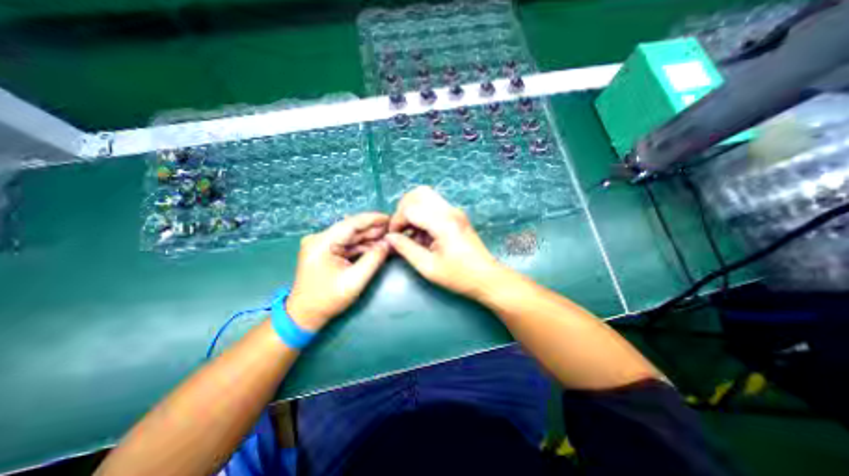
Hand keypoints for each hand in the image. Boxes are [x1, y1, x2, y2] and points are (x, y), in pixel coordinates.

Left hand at [287, 212, 388, 331]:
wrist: (305, 315)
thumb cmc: (328, 299)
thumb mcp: (355, 280)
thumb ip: (373, 259)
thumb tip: (388, 243)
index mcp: (322, 242)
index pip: (351, 224)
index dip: (372, 219)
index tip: (390, 218)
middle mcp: (320, 239)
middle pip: (352, 229)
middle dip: (373, 229)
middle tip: (394, 229)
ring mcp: (322, 245)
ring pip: (351, 237)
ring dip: (370, 238)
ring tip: (389, 237)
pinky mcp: (326, 252)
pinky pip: (348, 245)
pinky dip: (363, 246)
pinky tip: (377, 246)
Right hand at [386, 185, 502, 297]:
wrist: (487, 277)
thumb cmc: (458, 276)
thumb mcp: (428, 267)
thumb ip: (406, 249)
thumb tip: (390, 237)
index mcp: (443, 222)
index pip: (410, 208)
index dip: (397, 221)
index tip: (393, 236)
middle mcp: (449, 210)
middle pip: (419, 193)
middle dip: (403, 209)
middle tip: (401, 229)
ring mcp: (455, 211)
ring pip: (426, 196)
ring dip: (413, 210)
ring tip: (411, 232)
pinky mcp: (457, 215)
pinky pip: (434, 205)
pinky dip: (423, 214)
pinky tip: (422, 234)